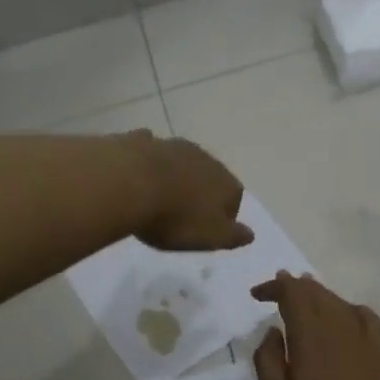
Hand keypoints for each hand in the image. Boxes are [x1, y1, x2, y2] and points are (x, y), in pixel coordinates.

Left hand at [128, 133, 252, 252]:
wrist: (129, 184)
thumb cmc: (175, 218)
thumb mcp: (210, 237)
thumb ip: (233, 236)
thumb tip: (251, 234)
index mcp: (225, 182)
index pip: (235, 197)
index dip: (225, 215)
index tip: (209, 230)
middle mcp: (204, 158)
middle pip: (209, 176)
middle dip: (201, 191)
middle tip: (184, 214)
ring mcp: (172, 146)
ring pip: (181, 161)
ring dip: (176, 175)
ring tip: (161, 196)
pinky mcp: (142, 142)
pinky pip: (151, 150)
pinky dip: (149, 161)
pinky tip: (138, 173)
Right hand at [250, 272, 379, 379]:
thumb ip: (268, 362)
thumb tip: (273, 331)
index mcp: (311, 338)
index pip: (293, 294)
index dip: (274, 287)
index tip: (257, 294)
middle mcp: (340, 329)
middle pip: (317, 293)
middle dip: (295, 286)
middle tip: (278, 289)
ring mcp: (367, 341)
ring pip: (340, 302)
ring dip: (319, 295)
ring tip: (306, 296)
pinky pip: (366, 317)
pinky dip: (349, 308)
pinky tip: (345, 316)